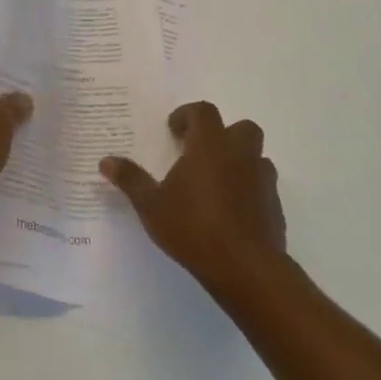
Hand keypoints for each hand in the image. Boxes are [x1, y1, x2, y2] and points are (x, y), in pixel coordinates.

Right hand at [102, 102, 285, 289]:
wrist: (245, 267)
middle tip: (199, 152)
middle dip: (222, 134)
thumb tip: (106, 161)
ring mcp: (262, 180)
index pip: (204, 112)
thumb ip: (130, 179)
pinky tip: (230, 210)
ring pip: (256, 156)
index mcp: (210, 146)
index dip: (187, 115)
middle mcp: (240, 155)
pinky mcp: (274, 206)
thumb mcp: (151, 204)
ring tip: (215, 182)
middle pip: (242, 127)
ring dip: (238, 161)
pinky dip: (248, 189)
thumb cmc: (193, 227)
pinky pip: (262, 186)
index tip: (173, 130)